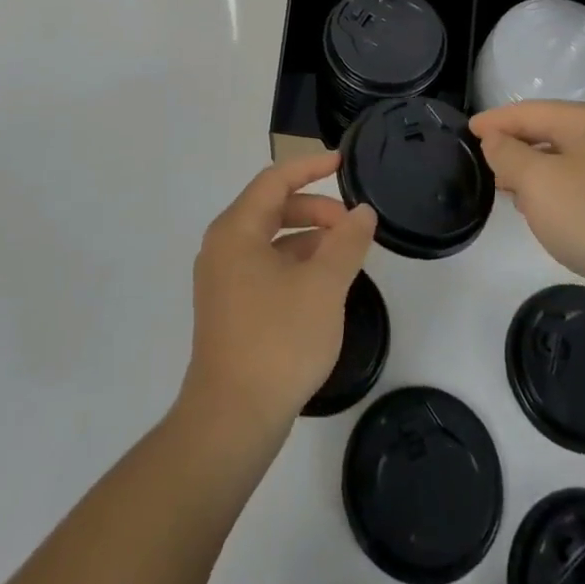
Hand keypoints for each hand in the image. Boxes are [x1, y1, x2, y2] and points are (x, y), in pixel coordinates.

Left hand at [179, 152, 377, 431]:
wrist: (231, 420)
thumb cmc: (278, 340)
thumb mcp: (324, 286)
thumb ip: (347, 242)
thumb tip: (362, 212)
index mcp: (237, 230)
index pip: (276, 179)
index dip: (311, 166)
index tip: (343, 162)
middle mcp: (223, 247)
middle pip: (273, 208)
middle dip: (315, 209)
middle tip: (352, 225)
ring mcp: (222, 279)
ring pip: (270, 240)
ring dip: (308, 238)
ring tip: (345, 256)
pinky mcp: (228, 308)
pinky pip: (265, 267)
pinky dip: (295, 264)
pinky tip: (323, 286)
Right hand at [471, 101, 584, 321]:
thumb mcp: (538, 183)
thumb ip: (508, 155)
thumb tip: (496, 140)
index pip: (528, 111)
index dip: (495, 121)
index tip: (468, 131)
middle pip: (549, 132)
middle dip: (516, 147)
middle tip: (487, 166)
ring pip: (566, 160)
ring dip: (536, 173)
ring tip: (512, 194)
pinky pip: (584, 185)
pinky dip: (559, 193)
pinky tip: (550, 216)